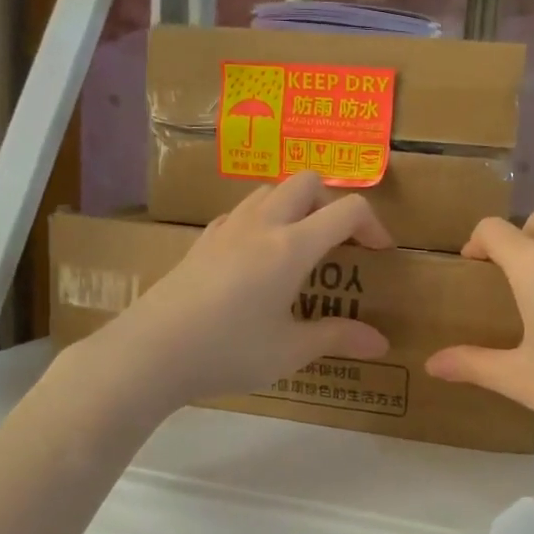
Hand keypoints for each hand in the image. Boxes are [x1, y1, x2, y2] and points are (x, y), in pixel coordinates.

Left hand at [93, 172, 392, 410]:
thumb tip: (382, 344)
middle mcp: (262, 225)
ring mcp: (227, 229)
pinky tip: (258, 259)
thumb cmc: (228, 351)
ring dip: (296, 206)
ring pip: (271, 190)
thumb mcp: (289, 351)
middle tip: (339, 244)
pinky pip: (243, 212)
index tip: (380, 253)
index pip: (347, 210)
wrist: (151, 352)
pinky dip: (263, 220)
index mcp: (291, 246)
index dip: (374, 224)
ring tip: (300, 247)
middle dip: (332, 203)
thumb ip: (337, 338)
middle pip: (307, 182)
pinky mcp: (202, 241)